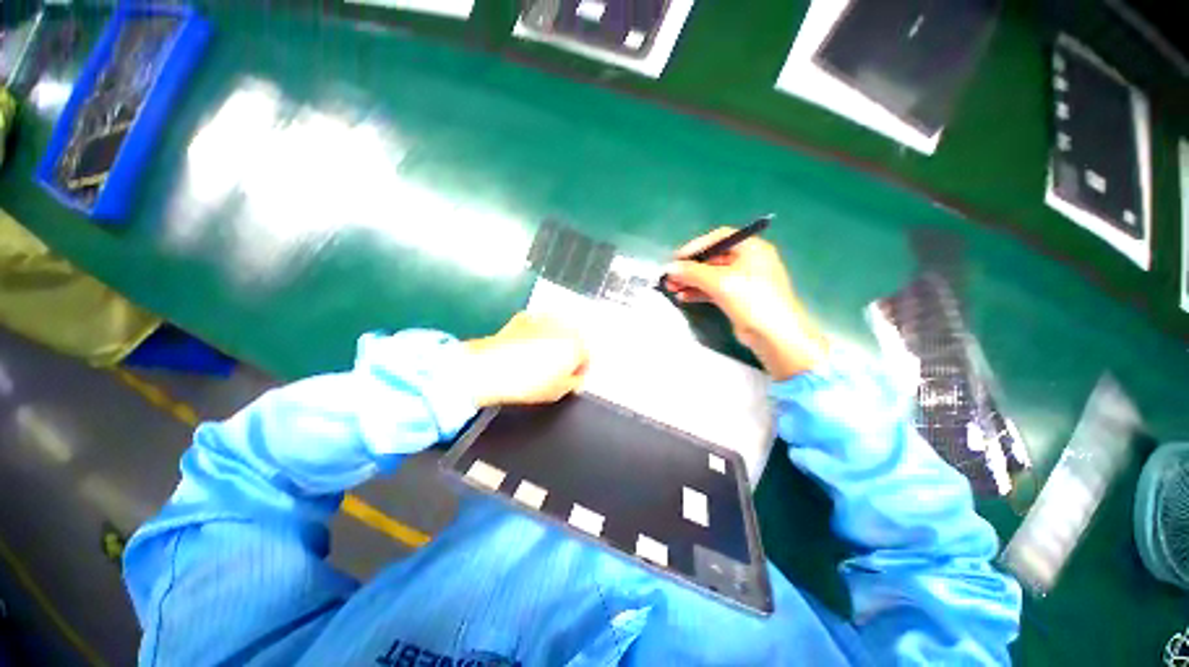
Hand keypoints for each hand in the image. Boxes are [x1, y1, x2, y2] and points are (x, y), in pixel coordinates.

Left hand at [463, 312, 588, 406]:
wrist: (491, 368)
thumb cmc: (528, 383)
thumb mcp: (558, 391)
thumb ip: (574, 383)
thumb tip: (576, 378)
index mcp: (576, 345)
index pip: (587, 356)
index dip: (580, 369)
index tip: (573, 377)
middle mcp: (564, 327)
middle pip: (573, 339)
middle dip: (568, 351)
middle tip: (557, 367)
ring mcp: (544, 319)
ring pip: (556, 329)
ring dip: (554, 340)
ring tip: (540, 356)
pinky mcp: (526, 317)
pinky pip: (538, 325)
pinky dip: (536, 333)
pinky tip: (527, 346)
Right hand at [663, 228, 827, 380]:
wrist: (774, 335)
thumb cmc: (751, 300)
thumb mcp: (720, 282)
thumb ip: (692, 272)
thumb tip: (669, 268)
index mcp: (751, 248)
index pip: (718, 238)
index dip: (695, 246)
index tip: (676, 258)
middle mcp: (748, 261)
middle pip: (713, 258)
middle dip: (690, 267)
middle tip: (670, 276)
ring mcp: (744, 281)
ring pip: (711, 275)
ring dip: (691, 281)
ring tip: (672, 288)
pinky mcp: (738, 298)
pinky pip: (714, 289)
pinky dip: (699, 292)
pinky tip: (683, 297)